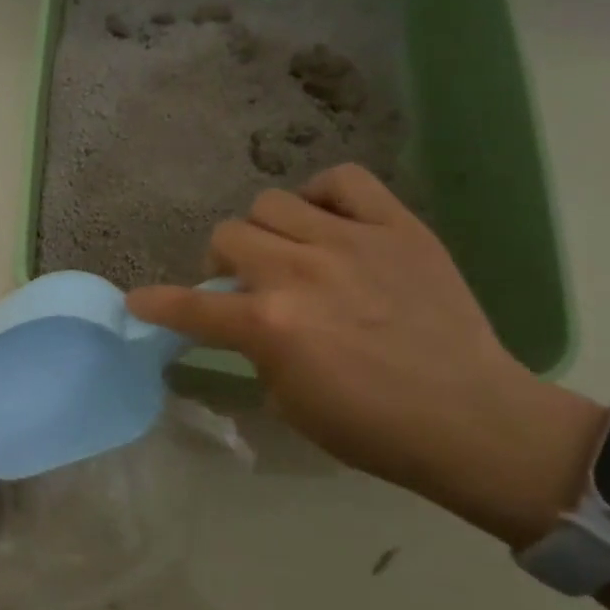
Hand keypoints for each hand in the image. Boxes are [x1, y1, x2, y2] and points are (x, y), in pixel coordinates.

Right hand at [126, 165, 602, 545]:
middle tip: (244, 286)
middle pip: (227, 236)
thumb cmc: (370, 428)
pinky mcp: (397, 227)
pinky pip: (344, 180)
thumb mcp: (286, 401)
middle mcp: (299, 272)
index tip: (139, 303)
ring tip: (290, 253)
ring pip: (272, 203)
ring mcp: (350, 242)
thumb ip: (254, 348)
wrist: (471, 419)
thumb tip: (243, 319)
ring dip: (267, 232)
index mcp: (268, 324)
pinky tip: (330, 224)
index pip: (188, 306)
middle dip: (224, 264)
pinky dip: (324, 196)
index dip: (155, 304)